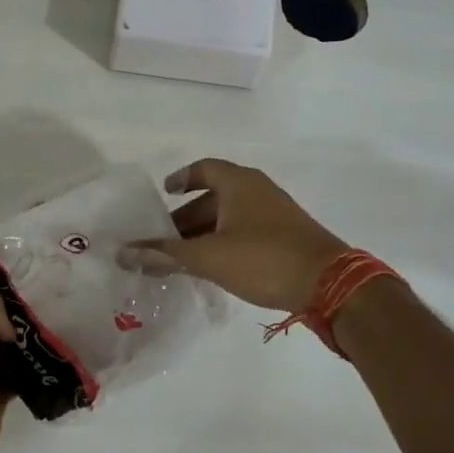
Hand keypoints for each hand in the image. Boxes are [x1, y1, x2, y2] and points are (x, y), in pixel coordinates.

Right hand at [136, 159, 348, 312]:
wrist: (330, 283)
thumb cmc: (263, 258)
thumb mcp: (208, 257)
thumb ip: (164, 255)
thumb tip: (123, 254)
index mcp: (238, 183)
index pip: (203, 169)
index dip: (181, 179)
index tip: (163, 193)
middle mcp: (257, 190)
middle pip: (214, 196)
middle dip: (186, 217)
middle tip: (163, 240)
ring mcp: (275, 213)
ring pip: (230, 217)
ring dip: (205, 233)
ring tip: (182, 258)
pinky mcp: (286, 237)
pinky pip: (245, 231)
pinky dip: (224, 242)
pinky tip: (214, 267)